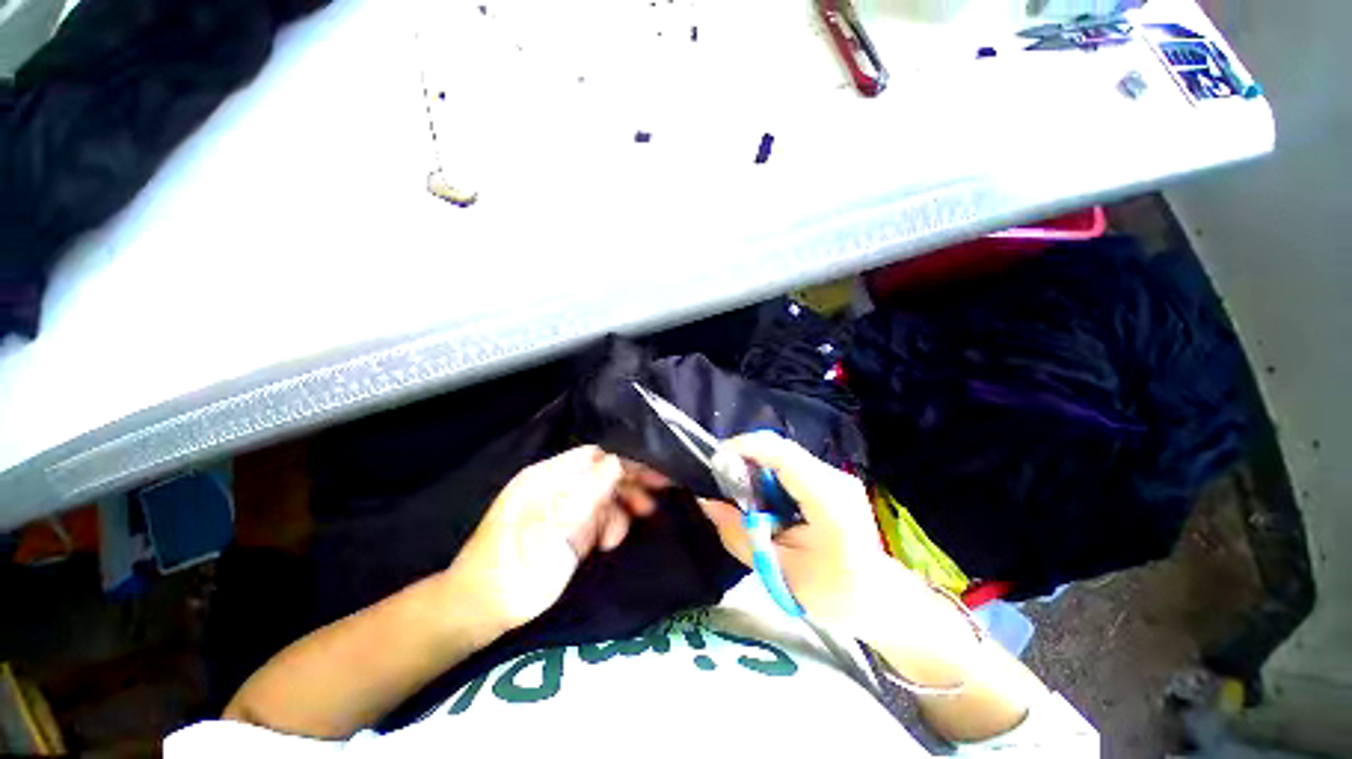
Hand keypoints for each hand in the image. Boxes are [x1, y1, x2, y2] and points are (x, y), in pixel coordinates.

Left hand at [447, 446, 666, 632]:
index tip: (657, 475)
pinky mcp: (565, 527)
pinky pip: (595, 516)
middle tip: (652, 504)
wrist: (479, 612)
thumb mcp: (556, 531)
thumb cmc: (516, 571)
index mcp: (547, 477)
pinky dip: (608, 526)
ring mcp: (560, 507)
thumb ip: (589, 492)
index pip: (597, 456)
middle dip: (629, 486)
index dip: (628, 462)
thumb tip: (620, 460)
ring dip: (620, 509)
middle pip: (602, 473)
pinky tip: (609, 543)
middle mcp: (555, 486)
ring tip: (626, 532)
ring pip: (602, 496)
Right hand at [697, 431, 893, 630]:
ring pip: (783, 454)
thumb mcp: (779, 571)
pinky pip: (791, 464)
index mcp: (828, 501)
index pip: (782, 455)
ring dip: (755, 464)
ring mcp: (835, 475)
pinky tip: (761, 496)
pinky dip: (768, 472)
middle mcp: (834, 477)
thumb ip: (739, 534)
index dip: (745, 448)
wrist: (881, 599)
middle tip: (721, 478)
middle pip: (780, 449)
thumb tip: (706, 502)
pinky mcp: (831, 478)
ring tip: (737, 489)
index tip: (716, 460)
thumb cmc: (833, 593)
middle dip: (745, 456)